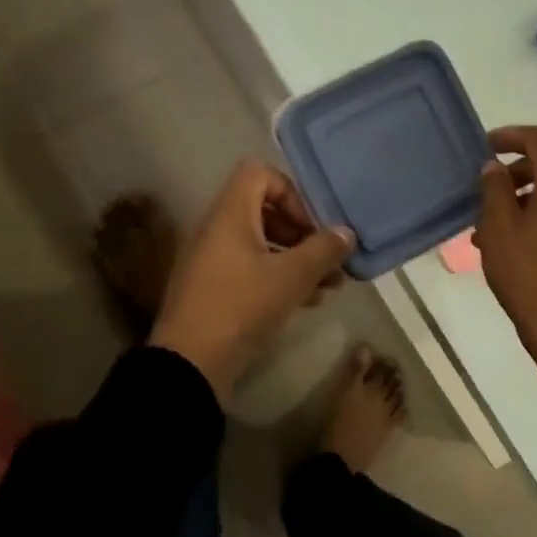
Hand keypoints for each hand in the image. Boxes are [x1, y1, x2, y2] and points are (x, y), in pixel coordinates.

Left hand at [149, 159, 354, 401]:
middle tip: (326, 256)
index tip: (311, 226)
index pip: (260, 173)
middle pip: (264, 210)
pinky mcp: (212, 289)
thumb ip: (323, 250)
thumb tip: (346, 233)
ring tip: (329, 285)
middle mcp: (217, 228)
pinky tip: (308, 301)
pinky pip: (250, 268)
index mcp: (230, 213)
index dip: (291, 192)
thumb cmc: (241, 306)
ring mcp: (211, 260)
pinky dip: (279, 276)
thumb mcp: (292, 277)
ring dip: (296, 258)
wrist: (189, 364)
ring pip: (261, 243)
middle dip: (301, 231)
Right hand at [474, 127, 536, 398]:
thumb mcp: (498, 229)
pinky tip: (521, 235)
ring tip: (499, 217)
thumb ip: (494, 189)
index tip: (486, 146)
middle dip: (524, 162)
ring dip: (534, 187)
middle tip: (493, 181)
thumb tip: (495, 166)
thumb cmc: (528, 275)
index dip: (512, 136)